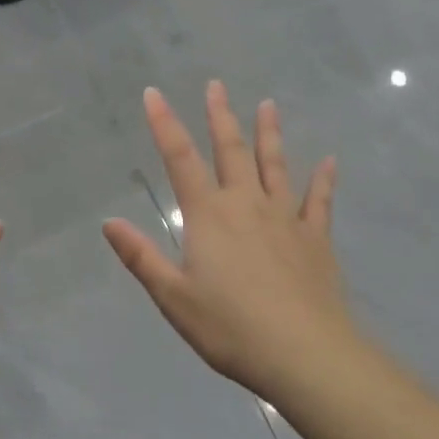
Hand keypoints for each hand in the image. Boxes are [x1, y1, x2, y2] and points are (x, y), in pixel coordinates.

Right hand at [103, 83, 354, 404]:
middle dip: (220, 116)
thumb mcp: (173, 297)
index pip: (180, 158)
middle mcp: (246, 205)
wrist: (305, 354)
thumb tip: (109, 221)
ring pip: (275, 165)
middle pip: (231, 150)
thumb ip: (141, 257)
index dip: (165, 123)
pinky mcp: (316, 239)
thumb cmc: (230, 327)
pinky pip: (319, 201)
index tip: (154, 93)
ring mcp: (286, 218)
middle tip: (217, 85)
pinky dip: (323, 180)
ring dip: (269, 134)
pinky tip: (329, 161)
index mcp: (208, 216)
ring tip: (268, 105)